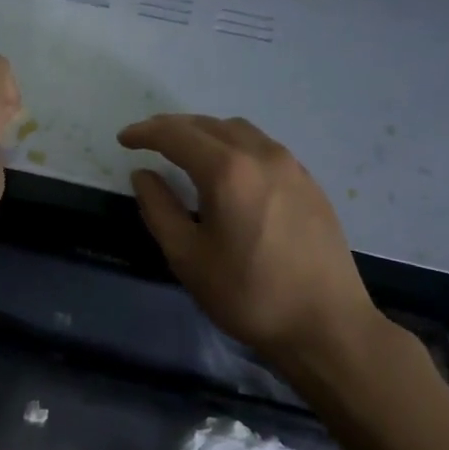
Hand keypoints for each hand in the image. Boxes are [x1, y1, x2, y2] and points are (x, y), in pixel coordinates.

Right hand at [118, 114, 390, 371]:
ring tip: (185, 150)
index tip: (123, 139)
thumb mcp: (187, 257)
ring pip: (239, 131)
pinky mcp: (309, 182)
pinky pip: (263, 147)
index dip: (145, 133)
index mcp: (227, 171)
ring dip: (206, 133)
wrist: (325, 324)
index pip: (176, 135)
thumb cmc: (248, 294)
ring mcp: (291, 166)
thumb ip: (159, 209)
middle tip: (147, 141)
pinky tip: (228, 169)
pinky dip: (234, 145)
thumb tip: (143, 175)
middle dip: (173, 128)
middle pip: (208, 125)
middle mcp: (261, 155)